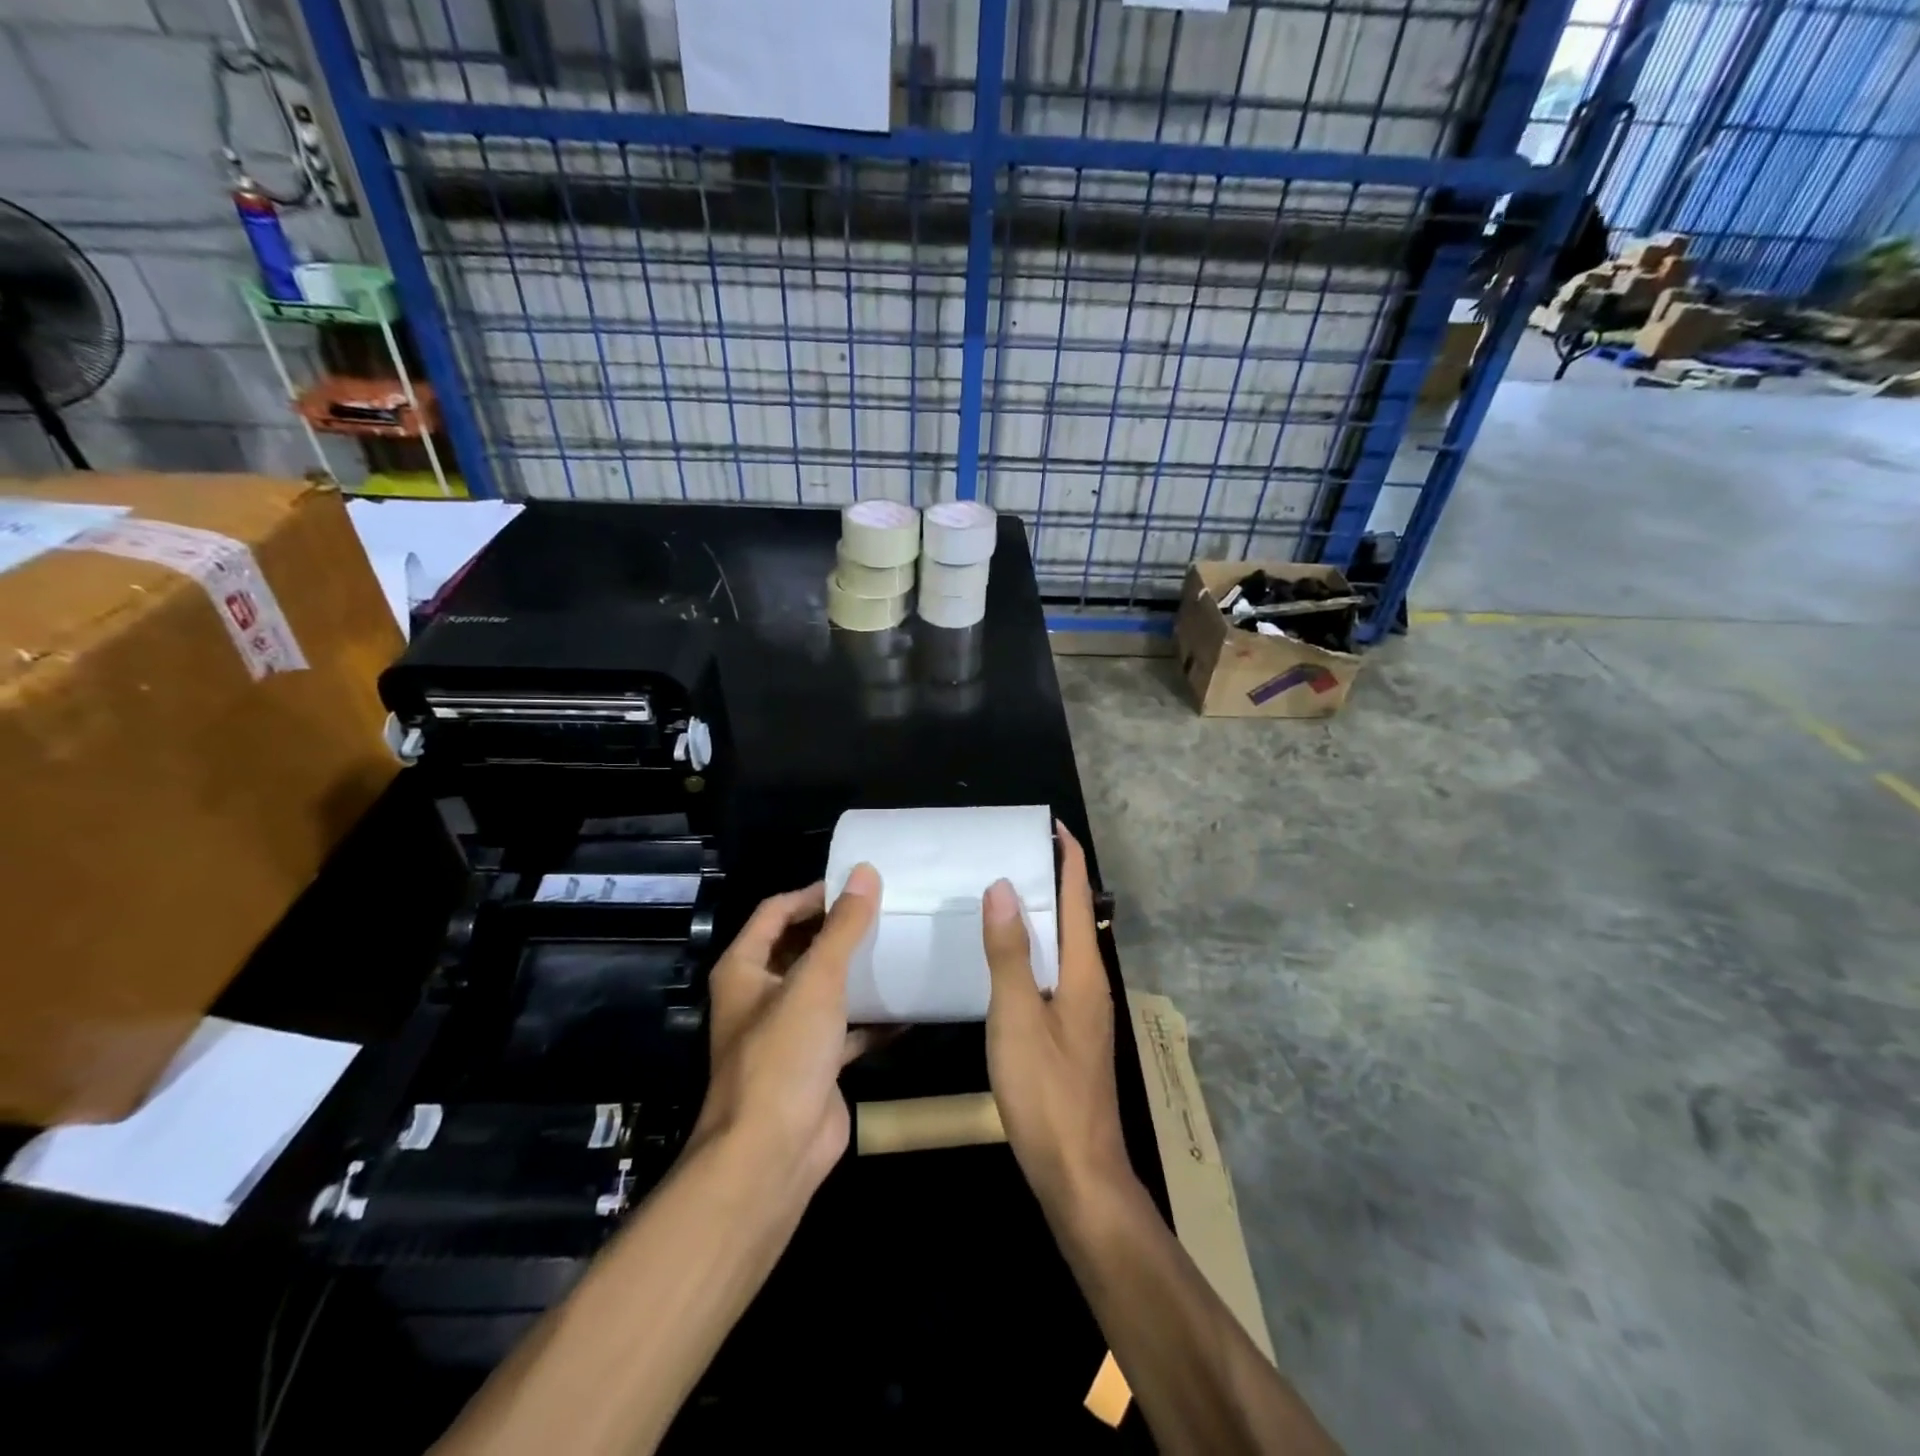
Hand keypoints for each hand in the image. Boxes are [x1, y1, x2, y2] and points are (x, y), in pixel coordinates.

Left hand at [692, 865, 881, 1194]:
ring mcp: (787, 1033)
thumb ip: (843, 926)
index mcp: (745, 970)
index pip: (776, 912)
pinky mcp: (815, 1064)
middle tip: (885, 911)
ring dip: (857, 972)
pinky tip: (908, 1008)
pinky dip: (872, 1019)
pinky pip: (847, 1029)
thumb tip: (865, 872)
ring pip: (825, 989)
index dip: (812, 894)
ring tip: (898, 947)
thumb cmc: (784, 1054)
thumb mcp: (817, 980)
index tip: (857, 884)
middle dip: (838, 930)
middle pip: (801, 947)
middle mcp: (761, 996)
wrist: (773, 1155)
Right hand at [981, 825, 1131, 1213]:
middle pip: (1074, 917)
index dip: (1068, 858)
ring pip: (1064, 946)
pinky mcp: (1071, 1033)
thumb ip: (1010, 953)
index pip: (1078, 897)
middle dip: (1053, 879)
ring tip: (1006, 894)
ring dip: (1043, 914)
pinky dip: (1035, 949)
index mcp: (1083, 971)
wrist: (1078, 1171)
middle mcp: (1091, 983)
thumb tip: (1003, 887)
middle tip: (1014, 853)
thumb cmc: (1046, 1091)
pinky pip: (1054, 972)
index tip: (1051, 825)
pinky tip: (1009, 959)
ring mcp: (1083, 1011)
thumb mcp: (1018, 1017)